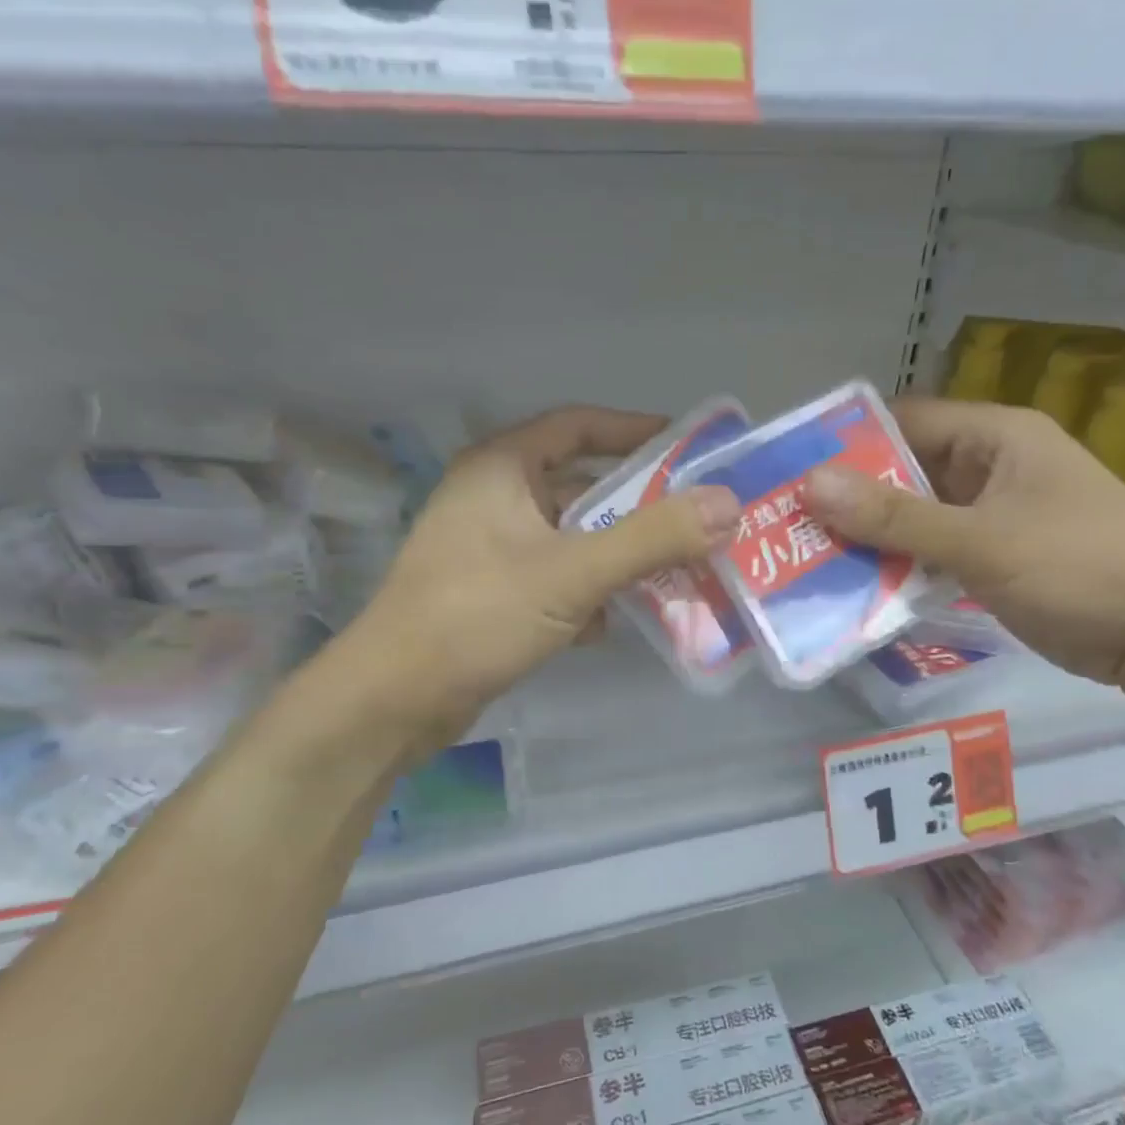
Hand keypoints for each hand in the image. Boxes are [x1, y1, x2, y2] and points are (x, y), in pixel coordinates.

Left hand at [335, 406, 740, 744]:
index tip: (688, 448)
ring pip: (571, 538)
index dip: (634, 431)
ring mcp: (489, 548)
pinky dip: (588, 591)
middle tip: (697, 519)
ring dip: (618, 555)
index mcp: (501, 467)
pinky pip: (555, 577)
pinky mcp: (492, 593)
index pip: (577, 425)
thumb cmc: (478, 615)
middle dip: (638, 506)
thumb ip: (652, 537)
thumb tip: (728, 503)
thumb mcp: (573, 572)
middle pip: (581, 486)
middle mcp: (493, 497)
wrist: (397, 699)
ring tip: (674, 571)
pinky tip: (613, 621)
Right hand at [805, 399, 1124, 687]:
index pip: (905, 422)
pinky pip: (934, 553)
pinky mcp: (995, 558)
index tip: (794, 475)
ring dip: (873, 539)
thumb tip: (811, 483)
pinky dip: (901, 568)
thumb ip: (895, 517)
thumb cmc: (1080, 569)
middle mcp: (992, 467)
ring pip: (917, 517)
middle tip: (790, 527)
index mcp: (996, 436)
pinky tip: (857, 589)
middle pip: (906, 472)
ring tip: (809, 560)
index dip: (850, 444)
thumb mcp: (981, 541)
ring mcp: (994, 515)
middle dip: (853, 500)